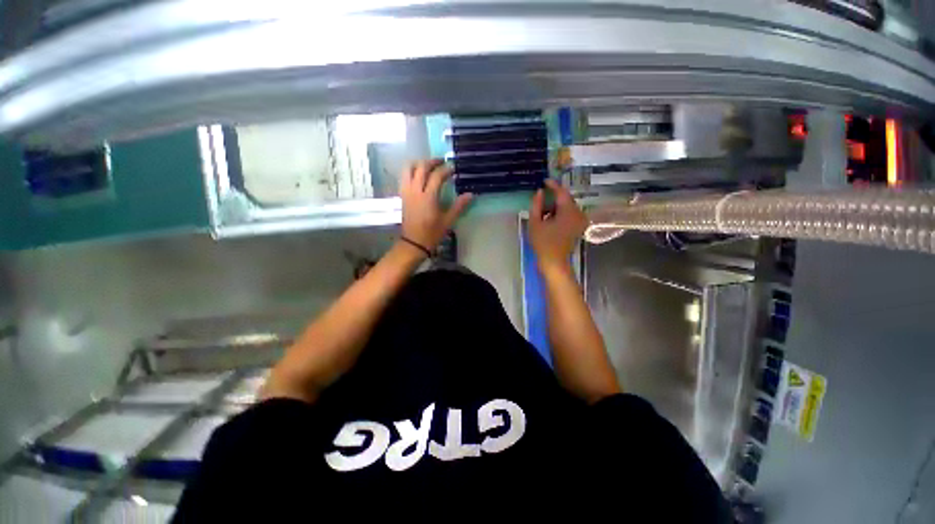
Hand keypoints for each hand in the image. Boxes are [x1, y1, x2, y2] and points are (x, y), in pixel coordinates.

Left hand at [399, 159, 472, 252]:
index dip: (446, 169)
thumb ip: (459, 206)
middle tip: (442, 162)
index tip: (453, 168)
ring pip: (408, 169)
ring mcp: (406, 192)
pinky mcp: (402, 195)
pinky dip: (412, 171)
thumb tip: (470, 194)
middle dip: (432, 162)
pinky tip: (419, 176)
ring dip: (419, 163)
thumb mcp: (448, 221)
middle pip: (421, 168)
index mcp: (428, 197)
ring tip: (429, 166)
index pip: (436, 176)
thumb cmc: (432, 233)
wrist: (413, 243)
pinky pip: (404, 177)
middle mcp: (415, 191)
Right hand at [529, 179, 585, 273]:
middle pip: (566, 199)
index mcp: (568, 211)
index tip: (544, 180)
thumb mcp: (535, 223)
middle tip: (541, 196)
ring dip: (555, 205)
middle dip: (554, 196)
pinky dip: (559, 212)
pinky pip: (569, 214)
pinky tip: (549, 217)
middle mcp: (577, 214)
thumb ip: (536, 205)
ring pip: (567, 206)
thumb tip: (539, 192)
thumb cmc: (543, 243)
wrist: (554, 262)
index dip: (553, 185)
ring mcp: (579, 221)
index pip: (562, 192)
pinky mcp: (577, 227)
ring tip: (542, 208)